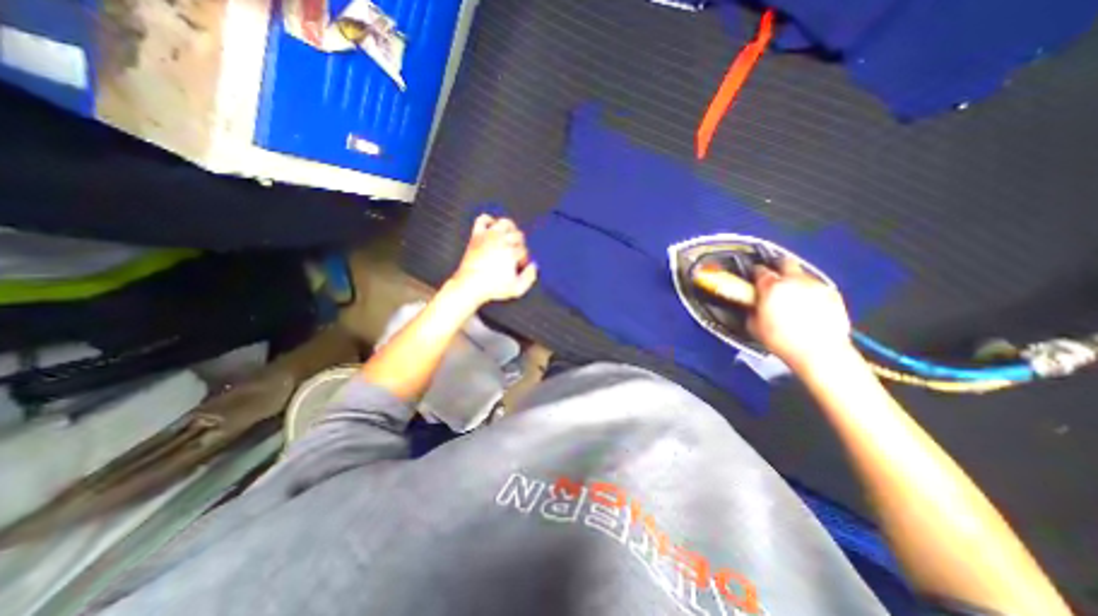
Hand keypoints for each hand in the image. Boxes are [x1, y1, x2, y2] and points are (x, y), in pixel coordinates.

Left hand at [449, 215, 538, 305]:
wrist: (470, 286)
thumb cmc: (492, 288)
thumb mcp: (517, 289)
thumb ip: (530, 277)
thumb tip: (533, 267)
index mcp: (512, 252)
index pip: (524, 250)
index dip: (523, 259)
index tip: (518, 267)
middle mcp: (501, 241)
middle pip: (518, 235)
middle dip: (519, 246)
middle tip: (514, 256)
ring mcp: (488, 236)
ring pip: (505, 223)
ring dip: (509, 230)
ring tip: (508, 240)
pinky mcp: (477, 235)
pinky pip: (483, 219)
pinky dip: (489, 221)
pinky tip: (492, 230)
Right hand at [746, 254, 856, 370]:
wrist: (819, 352)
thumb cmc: (782, 340)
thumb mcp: (754, 326)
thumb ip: (752, 309)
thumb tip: (754, 305)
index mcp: (771, 287)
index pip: (759, 270)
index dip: (755, 273)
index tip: (754, 278)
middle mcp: (793, 281)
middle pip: (785, 262)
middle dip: (779, 267)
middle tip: (775, 278)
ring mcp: (815, 286)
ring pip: (803, 274)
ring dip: (796, 281)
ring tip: (793, 297)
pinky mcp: (833, 294)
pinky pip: (818, 287)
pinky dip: (811, 293)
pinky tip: (809, 307)